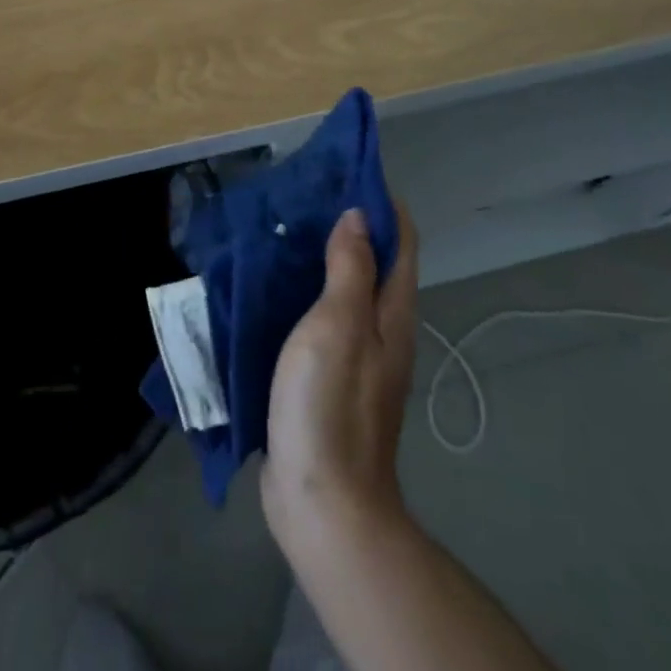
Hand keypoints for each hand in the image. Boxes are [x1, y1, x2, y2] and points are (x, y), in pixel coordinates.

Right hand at [262, 202, 419, 549]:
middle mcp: (381, 329)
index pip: (401, 241)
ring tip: (281, 228)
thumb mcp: (339, 325)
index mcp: (391, 312)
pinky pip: (319, 317)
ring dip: (320, 256)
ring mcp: (355, 355)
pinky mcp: (327, 376)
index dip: (383, 203)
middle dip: (347, 223)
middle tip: (303, 194)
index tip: (350, 169)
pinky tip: (269, 284)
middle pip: (373, 261)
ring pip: (343, 288)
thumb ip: (350, 268)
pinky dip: (301, 291)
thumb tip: (359, 215)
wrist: (322, 501)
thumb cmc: (330, 404)